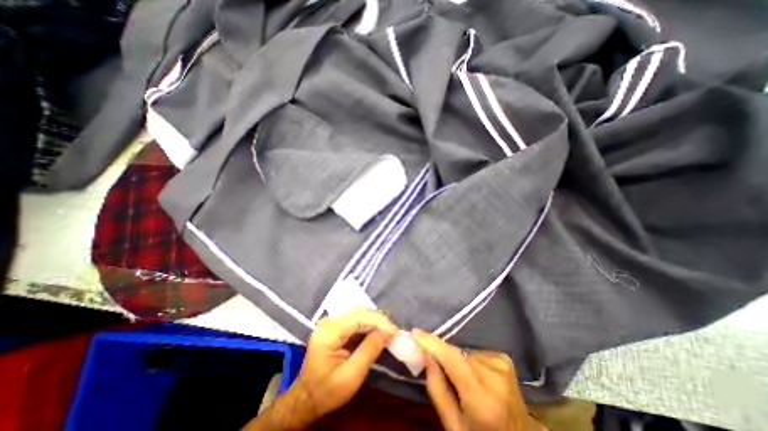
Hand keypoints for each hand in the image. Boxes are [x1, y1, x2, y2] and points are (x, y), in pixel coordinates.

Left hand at [245, 308, 398, 428]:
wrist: (306, 398)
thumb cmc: (327, 392)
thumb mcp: (351, 376)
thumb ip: (370, 350)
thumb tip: (388, 332)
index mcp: (328, 333)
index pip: (358, 317)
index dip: (379, 321)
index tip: (395, 331)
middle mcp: (328, 322)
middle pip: (358, 312)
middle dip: (378, 320)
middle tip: (393, 332)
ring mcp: (330, 322)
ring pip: (357, 313)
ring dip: (374, 321)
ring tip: (387, 332)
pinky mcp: (333, 325)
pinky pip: (354, 318)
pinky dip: (367, 324)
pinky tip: (376, 332)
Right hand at [411, 329, 542, 429]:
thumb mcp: (453, 425)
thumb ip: (436, 387)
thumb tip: (426, 352)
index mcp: (483, 400)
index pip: (453, 361)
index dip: (433, 344)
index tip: (415, 332)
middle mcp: (495, 378)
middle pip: (457, 354)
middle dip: (442, 355)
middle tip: (434, 364)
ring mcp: (502, 365)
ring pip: (465, 352)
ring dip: (457, 359)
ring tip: (461, 378)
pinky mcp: (504, 358)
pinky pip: (475, 352)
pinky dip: (469, 360)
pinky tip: (476, 376)